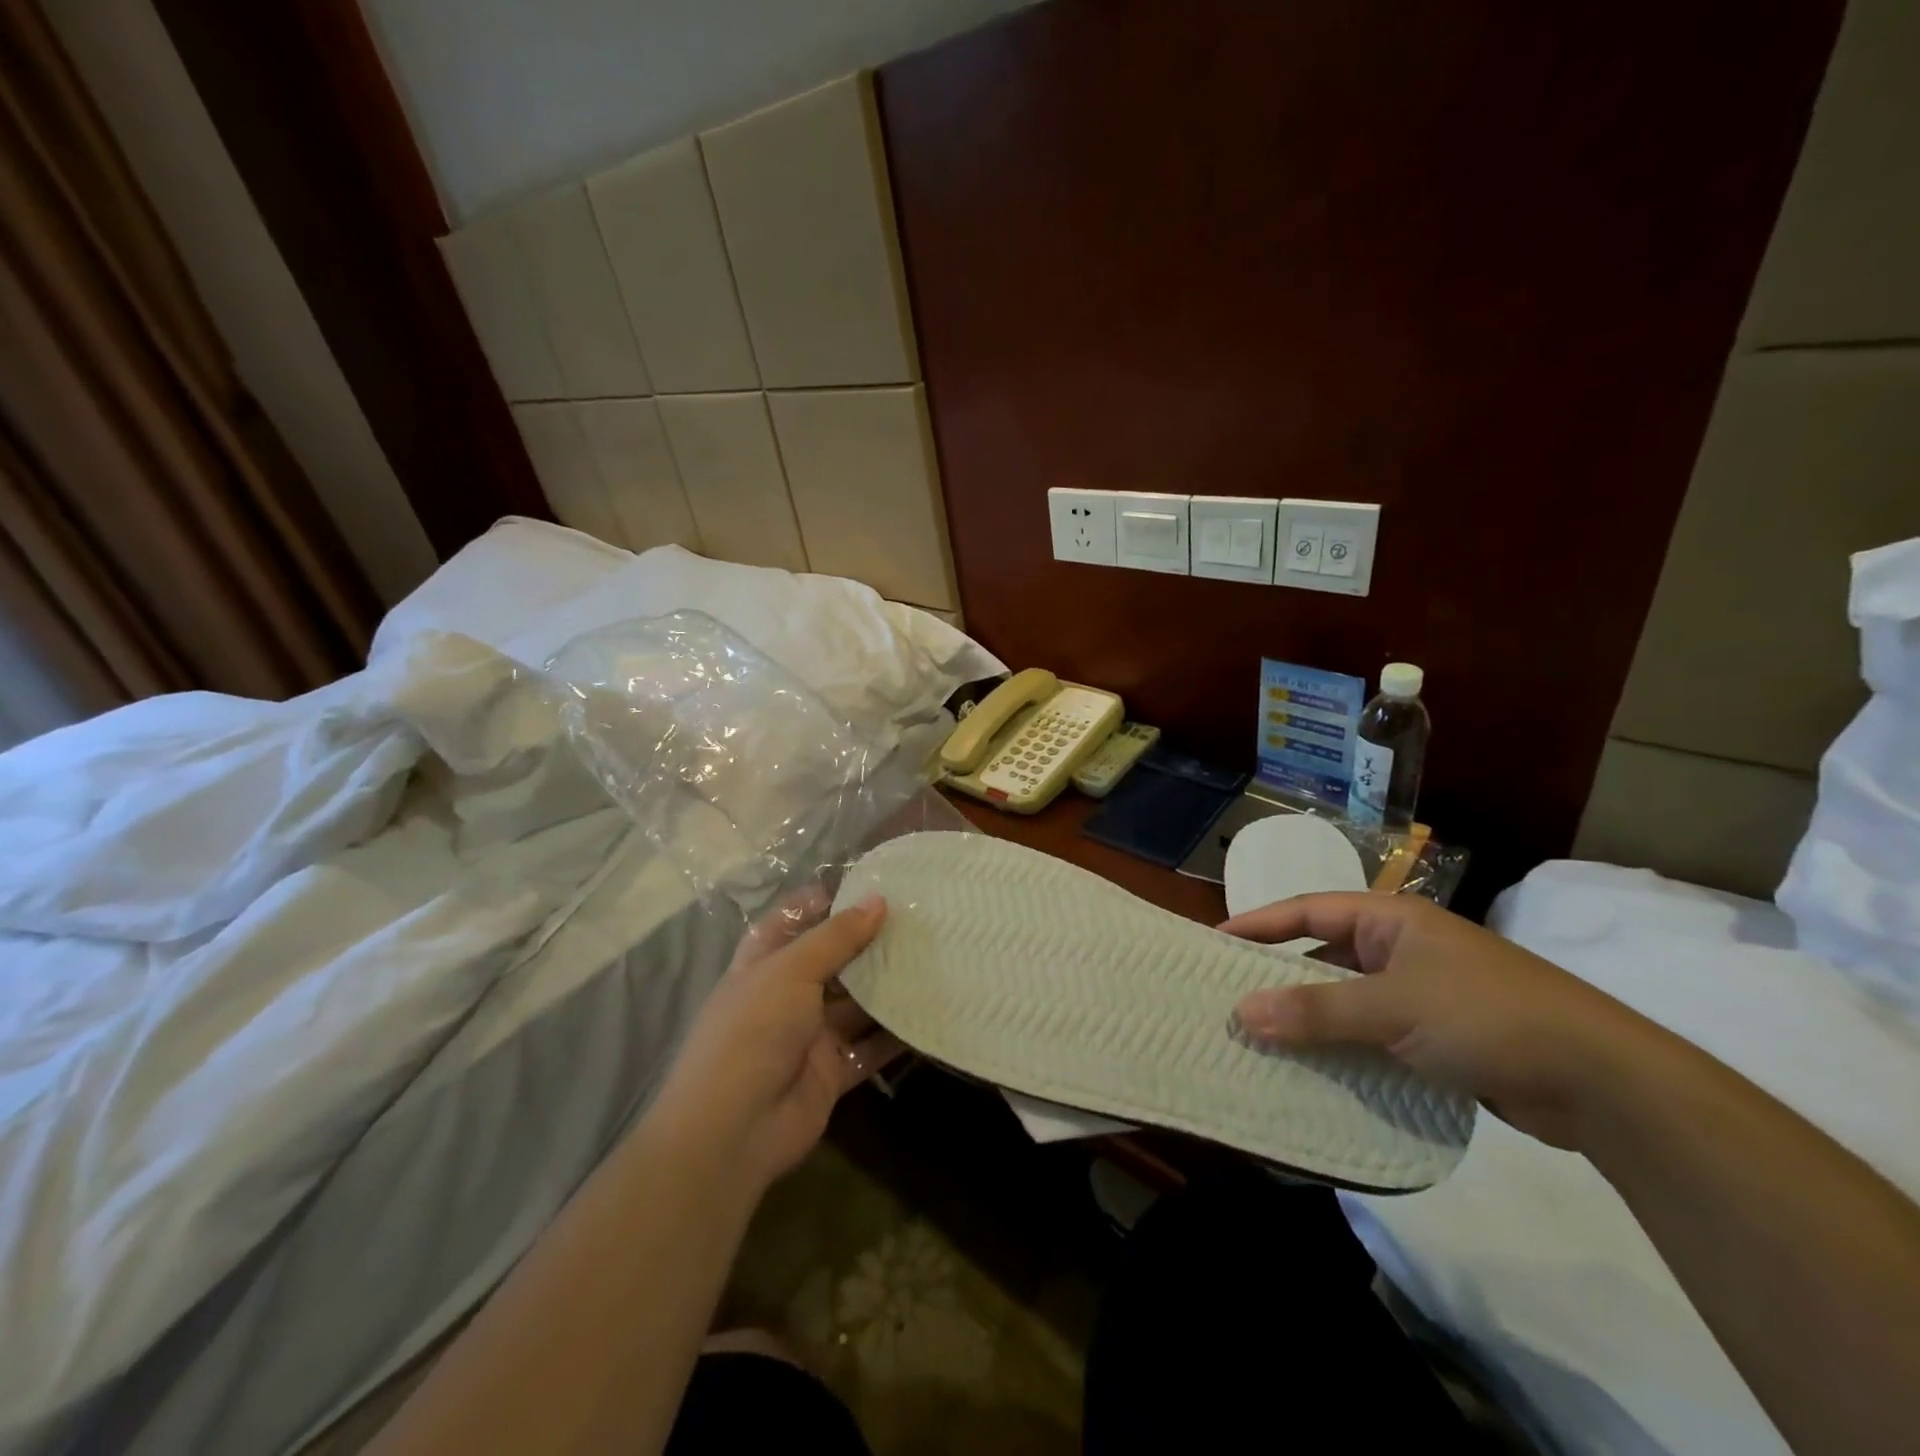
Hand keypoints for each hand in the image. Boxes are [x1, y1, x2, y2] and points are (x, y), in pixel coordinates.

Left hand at [655, 888, 901, 1192]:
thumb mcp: (791, 970)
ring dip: (887, 985)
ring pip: (856, 1004)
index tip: (867, 884)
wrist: (732, 1130)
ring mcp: (810, 1035)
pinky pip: (870, 1047)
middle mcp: (786, 995)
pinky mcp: (833, 1071)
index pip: (791, 921)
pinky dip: (896, 1036)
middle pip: (831, 961)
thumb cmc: (753, 1030)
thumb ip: (837, 937)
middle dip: (867, 942)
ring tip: (933, 957)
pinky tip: (930, 1015)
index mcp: (763, 964)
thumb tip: (878, 900)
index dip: (822, 902)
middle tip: (916, 919)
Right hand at [1223, 892, 1659, 1149]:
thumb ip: (1317, 1010)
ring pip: (1349, 999)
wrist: (1603, 1082)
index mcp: (1392, 920)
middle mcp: (1403, 949)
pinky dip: (1345, 1048)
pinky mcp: (1440, 1038)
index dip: (1260, 923)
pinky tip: (1318, 1070)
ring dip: (1312, 1018)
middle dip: (1281, 977)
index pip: (1308, 910)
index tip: (1215, 942)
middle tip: (1232, 997)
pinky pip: (1374, 1035)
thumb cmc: (1486, 1016)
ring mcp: (1424, 993)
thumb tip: (1243, 1013)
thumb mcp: (1392, 1008)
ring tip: (1264, 1039)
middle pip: (1325, 954)